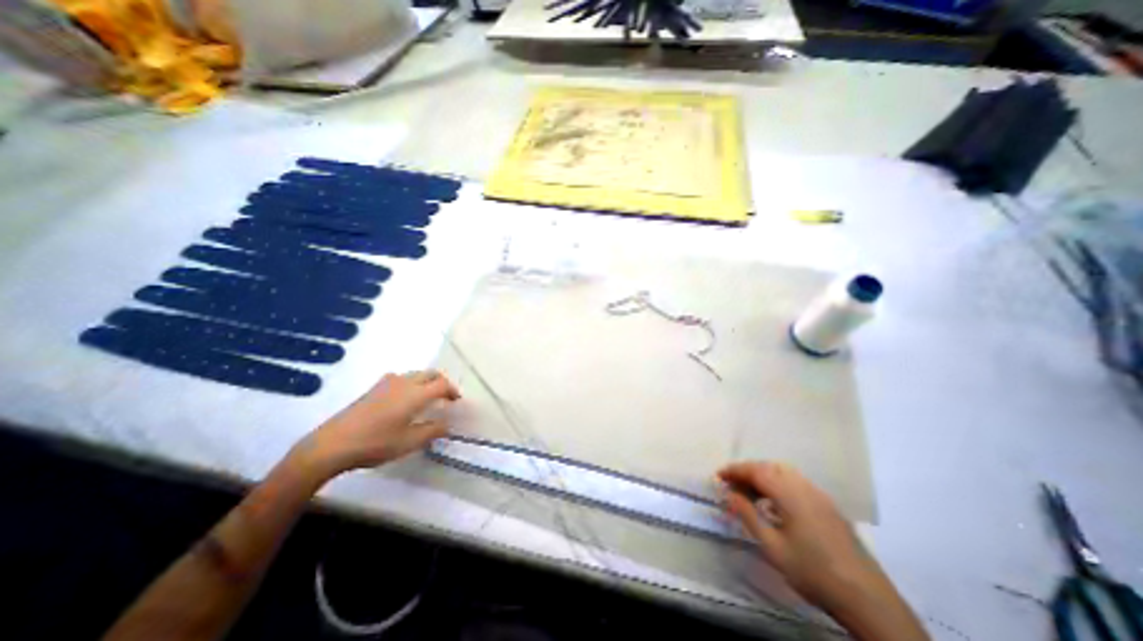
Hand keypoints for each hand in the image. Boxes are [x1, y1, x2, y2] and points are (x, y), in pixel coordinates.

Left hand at [295, 368, 460, 477]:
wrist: (331, 445)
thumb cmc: (375, 443)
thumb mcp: (409, 442)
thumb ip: (432, 431)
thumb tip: (446, 424)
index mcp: (416, 394)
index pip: (442, 384)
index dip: (453, 391)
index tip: (457, 402)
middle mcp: (404, 382)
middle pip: (431, 373)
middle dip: (442, 382)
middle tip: (446, 397)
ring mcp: (387, 383)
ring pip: (416, 374)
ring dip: (427, 381)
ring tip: (428, 398)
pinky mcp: (374, 388)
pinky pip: (401, 378)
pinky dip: (412, 383)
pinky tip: (404, 399)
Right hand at [723, 463, 882, 608]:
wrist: (867, 599)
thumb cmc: (813, 571)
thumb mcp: (772, 546)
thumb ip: (748, 514)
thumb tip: (729, 493)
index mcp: (789, 493)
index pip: (755, 470)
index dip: (734, 470)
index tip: (717, 476)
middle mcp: (804, 486)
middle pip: (769, 467)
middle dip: (746, 471)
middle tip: (730, 484)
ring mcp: (818, 494)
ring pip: (783, 472)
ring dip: (762, 475)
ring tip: (748, 491)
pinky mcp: (827, 505)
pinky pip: (795, 482)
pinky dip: (777, 482)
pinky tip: (773, 502)